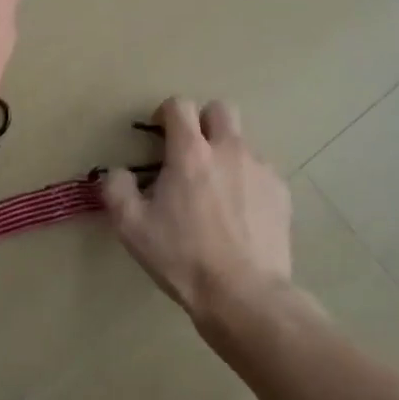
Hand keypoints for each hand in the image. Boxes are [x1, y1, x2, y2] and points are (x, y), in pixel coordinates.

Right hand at [101, 97, 292, 322]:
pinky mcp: (281, 191)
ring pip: (242, 142)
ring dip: (226, 153)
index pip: (180, 105)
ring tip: (216, 191)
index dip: (166, 113)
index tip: (159, 133)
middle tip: (190, 152)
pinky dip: (248, 181)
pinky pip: (261, 171)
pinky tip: (240, 213)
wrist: (244, 294)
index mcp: (190, 153)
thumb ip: (117, 190)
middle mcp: (229, 149)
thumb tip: (118, 173)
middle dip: (203, 122)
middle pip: (220, 109)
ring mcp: (260, 168)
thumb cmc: (183, 258)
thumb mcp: (132, 228)